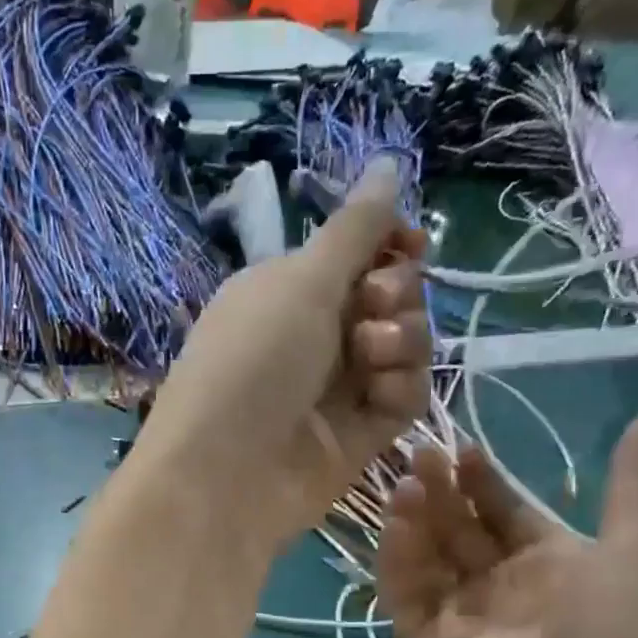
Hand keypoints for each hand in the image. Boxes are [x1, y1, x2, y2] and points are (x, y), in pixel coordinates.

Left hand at [132, 157, 431, 550]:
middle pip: (391, 296)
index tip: (409, 243)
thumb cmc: (251, 363)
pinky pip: (406, 396)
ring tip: (372, 354)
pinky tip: (382, 393)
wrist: (227, 475)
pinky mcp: (361, 434)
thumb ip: (355, 230)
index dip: (390, 244)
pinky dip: (402, 387)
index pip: (358, 254)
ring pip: (406, 345)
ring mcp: (339, 388)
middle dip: (396, 291)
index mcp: (289, 290)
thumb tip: (388, 162)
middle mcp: (316, 336)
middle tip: (373, 306)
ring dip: (403, 338)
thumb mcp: (300, 281)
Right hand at [379, 399, 637, 637]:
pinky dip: (397, 562)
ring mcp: (461, 616)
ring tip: (406, 484)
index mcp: (549, 563)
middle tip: (423, 455)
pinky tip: (395, 526)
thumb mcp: (635, 551)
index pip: (504, 510)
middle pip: (460, 528)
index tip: (464, 447)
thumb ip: (637, 480)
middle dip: (442, 491)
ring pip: (428, 557)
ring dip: (415, 519)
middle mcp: (500, 586)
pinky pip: (406, 596)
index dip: (484, 479)